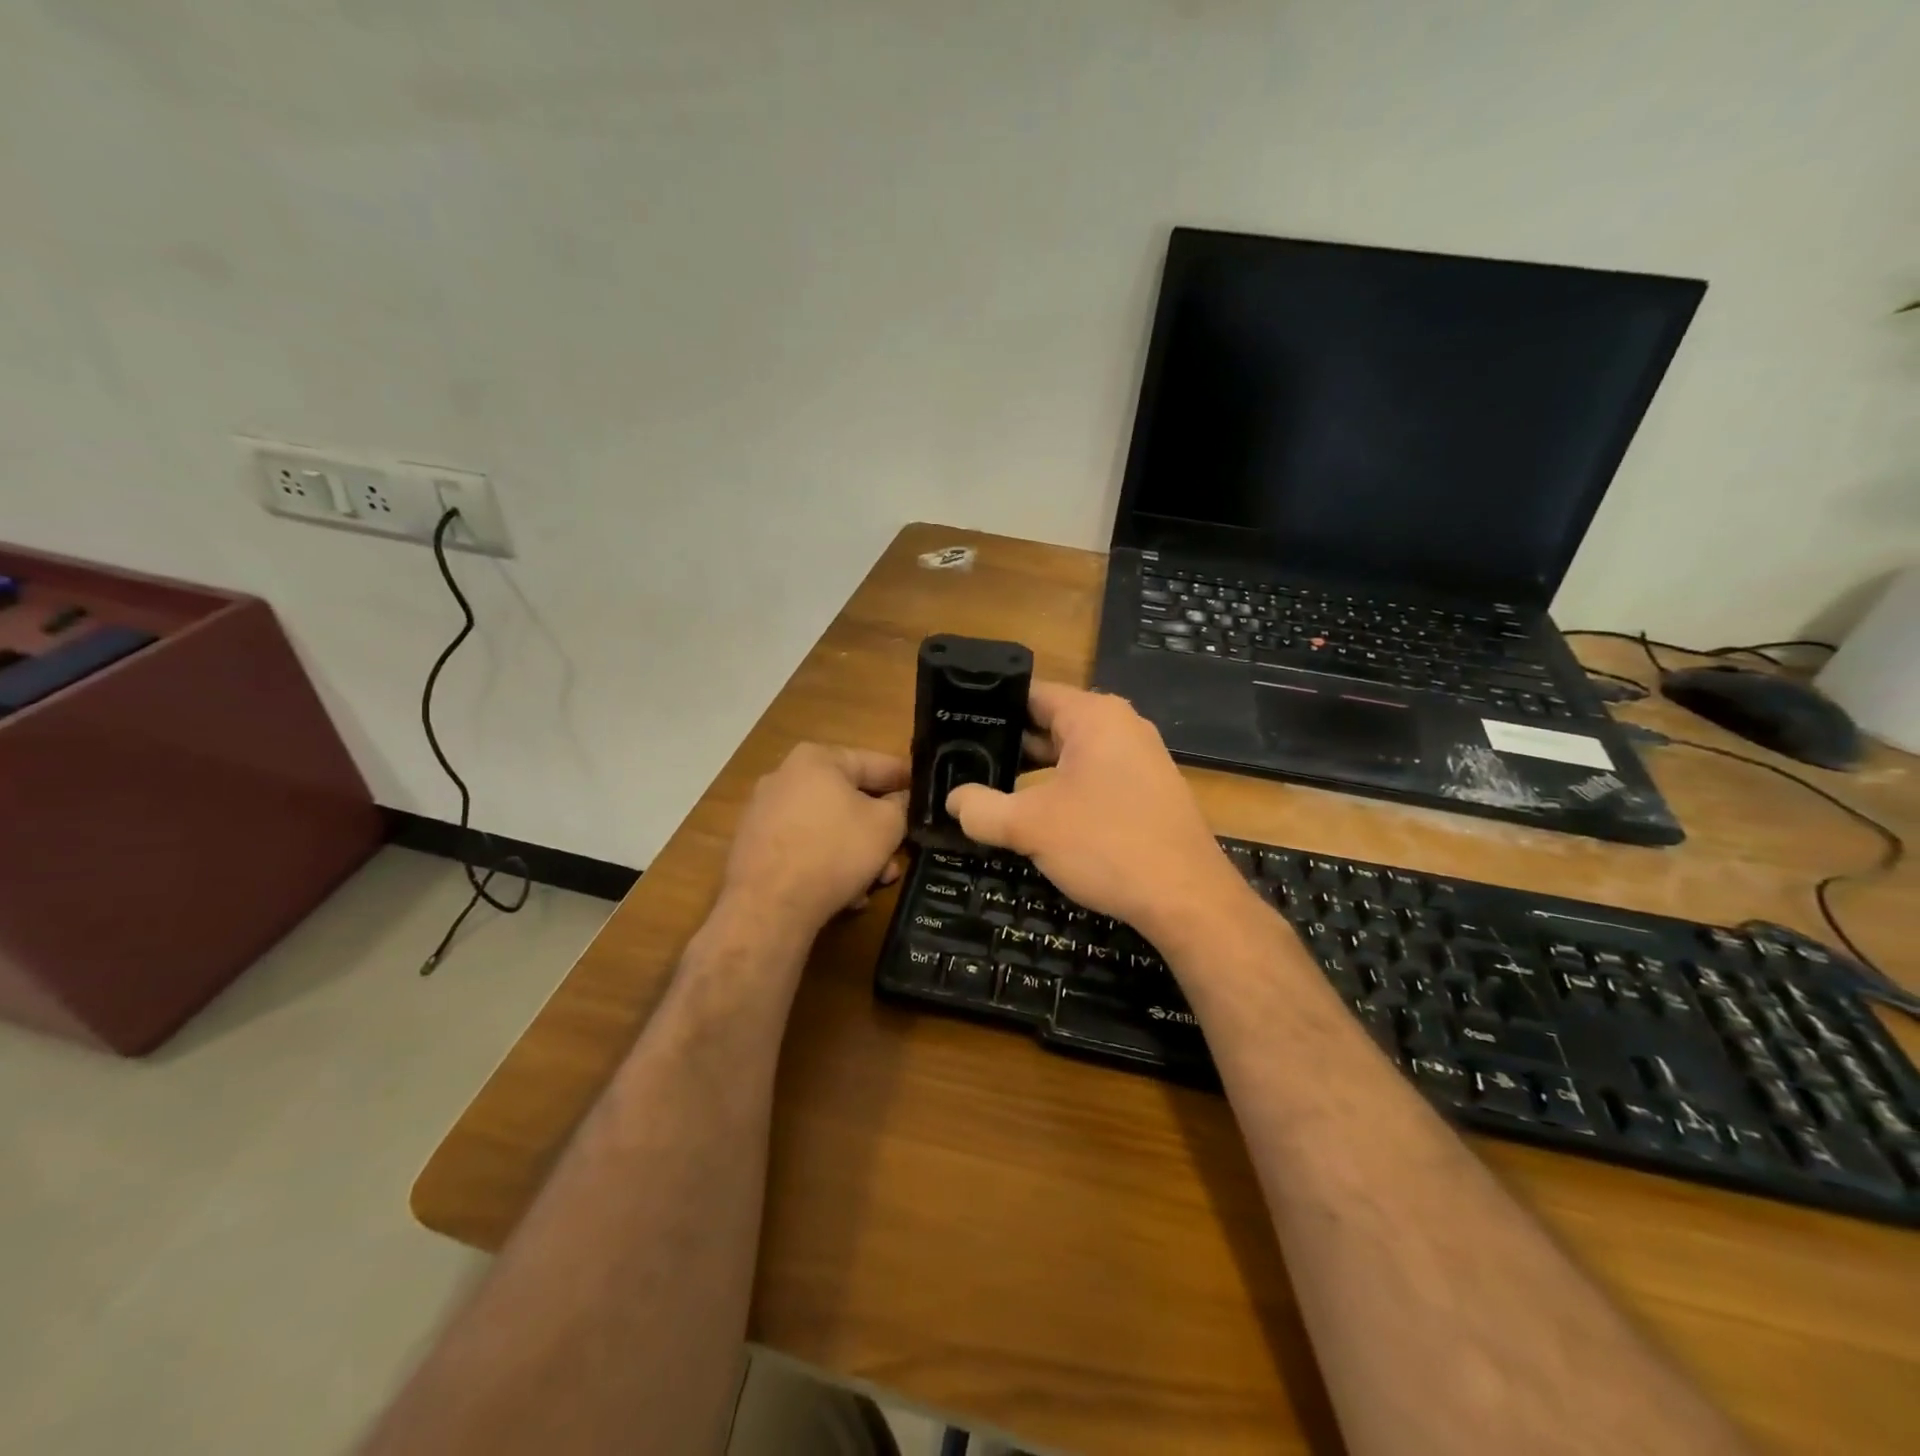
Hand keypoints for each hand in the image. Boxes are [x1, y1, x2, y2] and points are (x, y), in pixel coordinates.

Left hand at [722, 744, 908, 930]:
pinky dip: (828, 864)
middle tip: (900, 853)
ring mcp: (765, 813)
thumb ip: (902, 805)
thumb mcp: (886, 825)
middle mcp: (785, 778)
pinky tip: (846, 893)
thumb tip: (901, 800)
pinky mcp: (755, 847)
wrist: (768, 907)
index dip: (905, 779)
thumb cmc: (834, 852)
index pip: (875, 763)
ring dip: (857, 852)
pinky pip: (805, 847)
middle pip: (849, 798)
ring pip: (828, 827)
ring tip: (876, 881)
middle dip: (879, 829)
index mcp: (816, 759)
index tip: (926, 793)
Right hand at [945, 683, 1249, 944]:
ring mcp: (1139, 758)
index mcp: (1094, 716)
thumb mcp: (1030, 826)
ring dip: (1034, 772)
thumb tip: (953, 800)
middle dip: (1009, 744)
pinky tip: (1036, 814)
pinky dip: (1062, 789)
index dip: (990, 708)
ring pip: (1072, 754)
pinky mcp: (1148, 790)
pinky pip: (1094, 776)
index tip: (956, 726)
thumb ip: (982, 809)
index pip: (1031, 694)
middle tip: (963, 762)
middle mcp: (1121, 726)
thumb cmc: (1106, 845)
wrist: (1187, 899)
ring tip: (989, 788)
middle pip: (1051, 723)